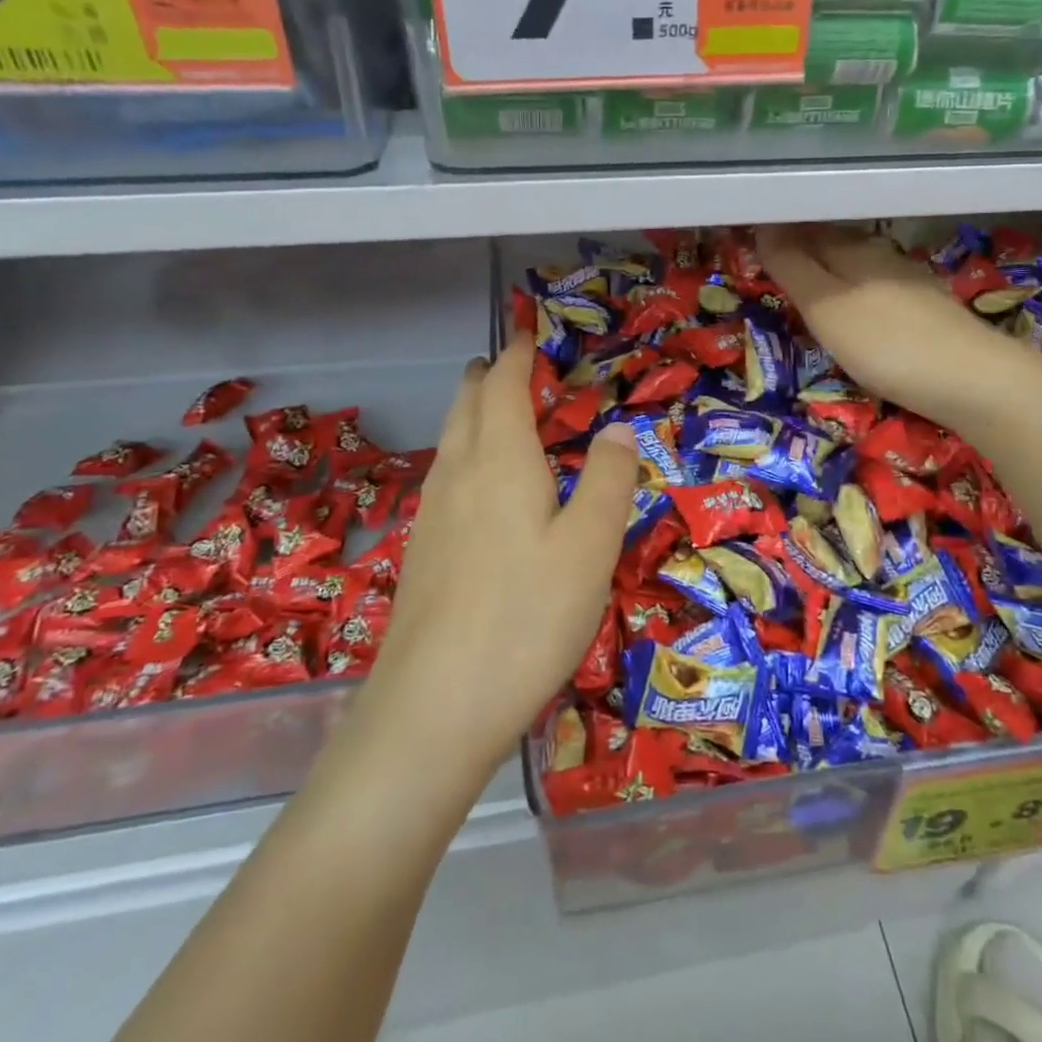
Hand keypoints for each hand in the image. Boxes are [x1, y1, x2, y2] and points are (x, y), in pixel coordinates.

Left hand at [348, 339, 638, 778]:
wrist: (432, 709)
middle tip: (511, 363)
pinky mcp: (423, 552)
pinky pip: (445, 476)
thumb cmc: (525, 617)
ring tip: (495, 409)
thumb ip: (610, 480)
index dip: (518, 354)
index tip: (528, 332)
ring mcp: (432, 515)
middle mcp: (458, 475)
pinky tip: (478, 485)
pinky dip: (465, 452)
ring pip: (450, 440)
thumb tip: (618, 429)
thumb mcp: (590, 547)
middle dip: (488, 377)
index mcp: (499, 460)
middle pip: (466, 406)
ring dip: (472, 412)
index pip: (504, 386)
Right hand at [758, 224, 1011, 428]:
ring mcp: (910, 281)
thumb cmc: (887, 344)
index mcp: (853, 250)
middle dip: (803, 247)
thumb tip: (763, 225)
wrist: (974, 381)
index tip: (750, 241)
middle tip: (772, 262)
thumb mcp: (826, 308)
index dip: (777, 234)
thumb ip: (793, 268)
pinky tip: (858, 308)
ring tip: (808, 284)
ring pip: (859, 264)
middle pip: (833, 242)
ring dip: (831, 268)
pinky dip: (857, 291)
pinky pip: (879, 287)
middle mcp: (882, 256)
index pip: (805, 230)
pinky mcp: (929, 309)